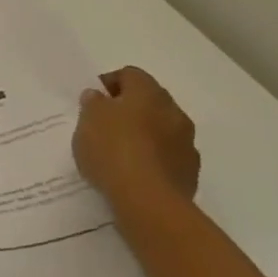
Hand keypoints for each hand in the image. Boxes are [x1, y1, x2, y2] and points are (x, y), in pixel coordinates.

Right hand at [73, 67, 199, 221]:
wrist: (148, 201)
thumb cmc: (113, 150)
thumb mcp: (87, 120)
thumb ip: (93, 103)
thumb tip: (99, 97)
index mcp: (149, 93)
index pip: (130, 74)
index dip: (109, 83)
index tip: (92, 100)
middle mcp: (174, 112)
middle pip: (149, 101)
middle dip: (128, 109)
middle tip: (103, 124)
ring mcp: (186, 143)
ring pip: (161, 129)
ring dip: (144, 134)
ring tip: (118, 152)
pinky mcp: (189, 172)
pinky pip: (167, 156)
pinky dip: (153, 159)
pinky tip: (134, 172)